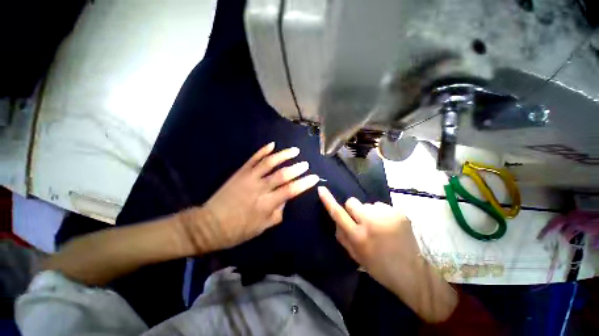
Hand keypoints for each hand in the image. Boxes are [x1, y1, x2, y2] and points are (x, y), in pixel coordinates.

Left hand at [185, 142, 318, 253]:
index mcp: (266, 204)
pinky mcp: (240, 173)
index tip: (314, 177)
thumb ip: (277, 213)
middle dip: (297, 168)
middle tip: (305, 163)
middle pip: (282, 174)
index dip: (304, 183)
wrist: (209, 225)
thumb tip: (285, 200)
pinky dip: (263, 151)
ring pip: (269, 162)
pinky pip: (253, 159)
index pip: (290, 190)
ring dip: (283, 155)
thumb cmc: (237, 230)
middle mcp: (259, 188)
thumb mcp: (261, 227)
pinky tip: (272, 145)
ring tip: (294, 150)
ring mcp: (249, 178)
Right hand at [317, 186, 418, 289]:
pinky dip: (382, 213)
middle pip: (352, 202)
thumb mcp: (355, 255)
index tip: (321, 189)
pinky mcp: (399, 213)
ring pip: (368, 204)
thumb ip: (342, 236)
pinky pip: (382, 206)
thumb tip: (337, 219)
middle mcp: (371, 223)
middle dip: (353, 209)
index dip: (328, 200)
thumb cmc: (378, 266)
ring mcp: (387, 216)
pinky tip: (389, 225)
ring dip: (370, 212)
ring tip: (379, 226)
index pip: (338, 213)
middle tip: (362, 221)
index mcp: (358, 236)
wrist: (411, 272)